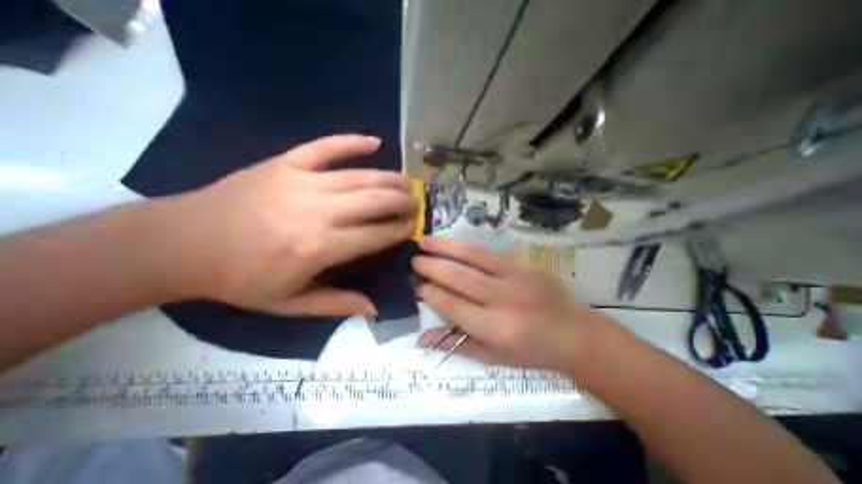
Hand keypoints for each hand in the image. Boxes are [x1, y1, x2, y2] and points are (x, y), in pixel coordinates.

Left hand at [163, 136, 421, 315]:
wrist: (182, 243)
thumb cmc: (240, 279)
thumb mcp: (289, 304)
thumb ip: (337, 303)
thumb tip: (375, 306)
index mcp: (319, 247)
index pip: (376, 235)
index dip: (400, 229)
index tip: (414, 226)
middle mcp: (317, 211)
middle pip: (374, 201)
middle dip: (402, 201)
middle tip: (416, 203)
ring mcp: (301, 181)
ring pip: (359, 176)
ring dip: (389, 177)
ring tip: (407, 181)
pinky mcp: (285, 163)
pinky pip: (325, 147)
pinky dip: (352, 142)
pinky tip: (374, 142)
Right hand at [413, 236, 607, 369]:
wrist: (577, 334)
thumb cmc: (533, 352)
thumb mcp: (494, 357)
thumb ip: (457, 344)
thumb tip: (420, 338)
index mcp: (497, 329)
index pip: (453, 305)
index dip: (431, 293)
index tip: (416, 285)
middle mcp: (505, 299)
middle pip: (460, 277)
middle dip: (433, 266)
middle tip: (414, 259)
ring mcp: (518, 276)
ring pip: (474, 257)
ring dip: (446, 247)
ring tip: (425, 241)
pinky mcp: (526, 263)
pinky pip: (490, 251)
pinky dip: (467, 246)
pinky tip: (453, 243)